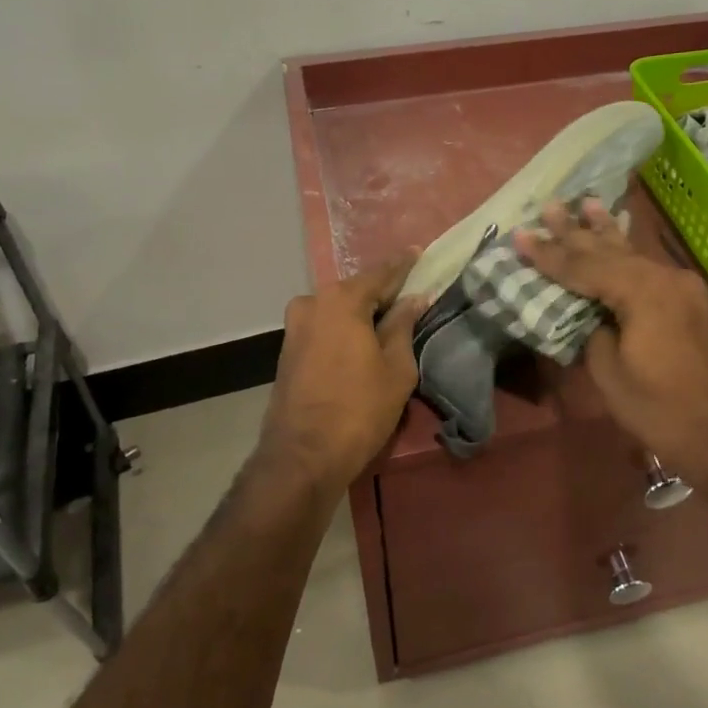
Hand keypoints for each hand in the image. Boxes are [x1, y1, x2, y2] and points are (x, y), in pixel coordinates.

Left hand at [257, 255, 427, 491]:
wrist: (302, 455)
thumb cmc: (359, 408)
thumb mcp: (396, 367)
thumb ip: (404, 325)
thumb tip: (414, 298)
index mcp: (341, 300)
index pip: (380, 273)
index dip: (403, 264)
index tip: (419, 251)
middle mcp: (312, 303)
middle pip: (356, 290)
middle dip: (382, 292)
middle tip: (409, 293)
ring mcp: (294, 326)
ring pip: (338, 310)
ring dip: (362, 313)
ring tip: (389, 320)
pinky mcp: (288, 349)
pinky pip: (325, 327)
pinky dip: (345, 328)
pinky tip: (362, 339)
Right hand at [514, 201, 707, 477]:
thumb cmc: (659, 410)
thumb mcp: (610, 371)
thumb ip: (592, 328)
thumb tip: (586, 309)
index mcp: (644, 293)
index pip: (586, 267)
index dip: (549, 254)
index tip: (520, 237)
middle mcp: (666, 278)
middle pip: (610, 251)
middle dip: (575, 232)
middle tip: (549, 207)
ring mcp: (682, 286)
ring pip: (632, 254)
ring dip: (604, 232)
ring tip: (586, 203)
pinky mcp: (689, 300)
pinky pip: (648, 268)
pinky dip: (626, 252)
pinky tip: (618, 235)